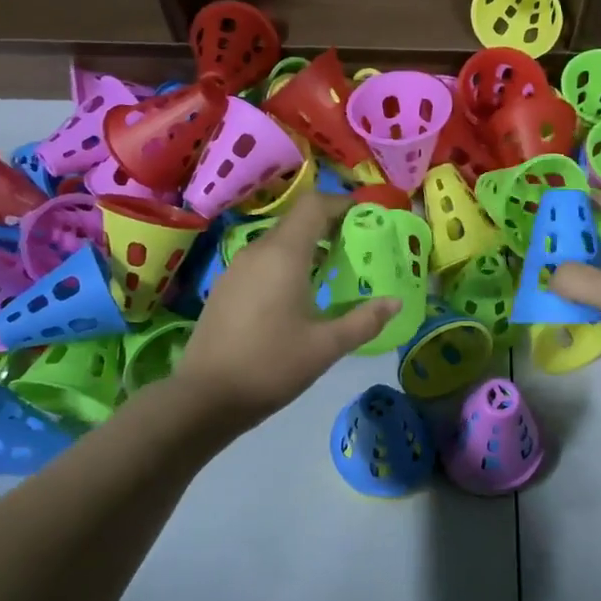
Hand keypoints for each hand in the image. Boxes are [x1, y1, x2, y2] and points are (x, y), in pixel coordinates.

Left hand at [178, 192, 397, 423]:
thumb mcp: (326, 347)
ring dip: (309, 246)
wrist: (205, 397)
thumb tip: (395, 303)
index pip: (314, 205)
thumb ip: (364, 321)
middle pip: (298, 221)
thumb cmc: (270, 366)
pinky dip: (288, 264)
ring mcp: (236, 268)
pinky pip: (264, 261)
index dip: (343, 203)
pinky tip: (301, 295)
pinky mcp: (226, 287)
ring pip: (279, 242)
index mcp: (283, 255)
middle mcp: (257, 251)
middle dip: (331, 226)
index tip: (369, 215)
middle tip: (361, 246)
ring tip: (336, 271)